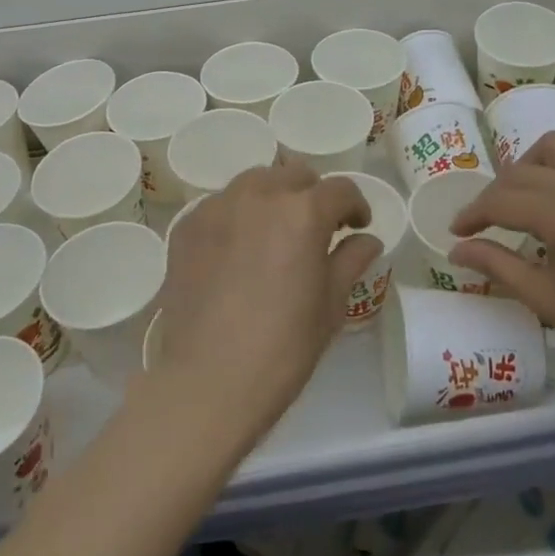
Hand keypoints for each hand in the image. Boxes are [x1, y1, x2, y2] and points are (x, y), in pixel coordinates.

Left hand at [151, 163, 381, 441]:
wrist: (209, 380)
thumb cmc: (283, 347)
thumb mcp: (330, 305)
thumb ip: (350, 260)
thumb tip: (367, 239)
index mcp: (303, 212)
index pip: (340, 190)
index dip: (356, 206)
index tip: (356, 227)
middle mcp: (259, 195)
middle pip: (295, 175)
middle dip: (313, 196)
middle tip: (316, 230)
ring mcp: (217, 206)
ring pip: (255, 182)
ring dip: (273, 198)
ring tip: (274, 233)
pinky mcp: (187, 226)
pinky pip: (220, 205)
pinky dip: (237, 216)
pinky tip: (237, 250)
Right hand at [450, 133, 554, 393]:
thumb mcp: (545, 298)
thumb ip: (497, 264)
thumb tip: (456, 248)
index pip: (503, 201)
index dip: (473, 215)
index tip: (457, 231)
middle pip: (524, 171)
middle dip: (495, 193)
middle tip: (485, 222)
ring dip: (532, 163)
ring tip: (524, 194)